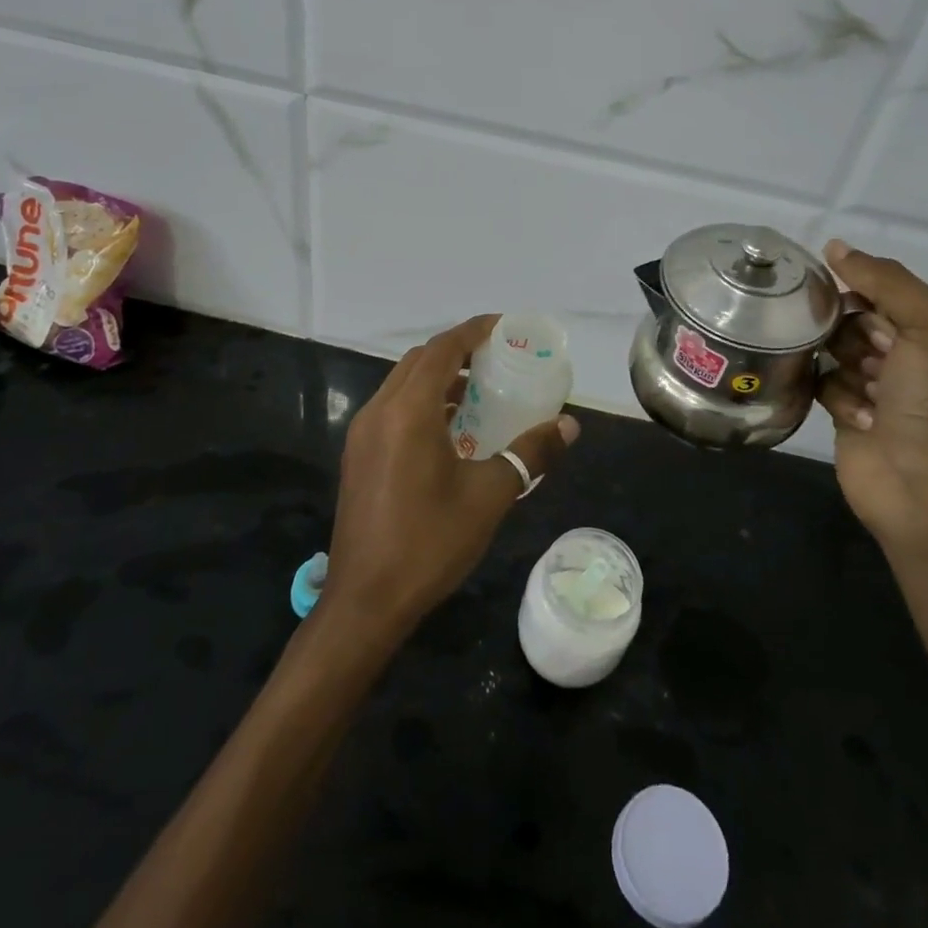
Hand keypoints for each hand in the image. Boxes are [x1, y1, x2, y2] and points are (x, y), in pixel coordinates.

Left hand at [321, 315, 579, 640]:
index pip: (442, 349)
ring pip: (402, 383)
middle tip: (496, 358)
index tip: (504, 327)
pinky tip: (449, 429)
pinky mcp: (358, 455)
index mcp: (408, 411)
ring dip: (437, 376)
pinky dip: (421, 401)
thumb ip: (531, 453)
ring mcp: (362, 433)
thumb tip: (569, 424)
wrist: (366, 601)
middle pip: (419, 360)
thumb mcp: (490, 495)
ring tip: (478, 389)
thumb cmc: (430, 542)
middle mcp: (379, 411)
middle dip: (456, 350)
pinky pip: (392, 408)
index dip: (473, 331)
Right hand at [817, 241, 927, 545]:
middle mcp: (899, 348)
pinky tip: (859, 418)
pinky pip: (820, 382)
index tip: (827, 292)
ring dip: (841, 366)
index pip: (875, 284)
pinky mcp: (844, 409)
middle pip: (846, 315)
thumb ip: (887, 281)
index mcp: (927, 324)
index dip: (852, 286)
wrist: (924, 487)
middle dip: (845, 330)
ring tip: (867, 392)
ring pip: (828, 348)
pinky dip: (835, 397)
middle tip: (864, 355)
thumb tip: (834, 246)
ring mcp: (871, 381)